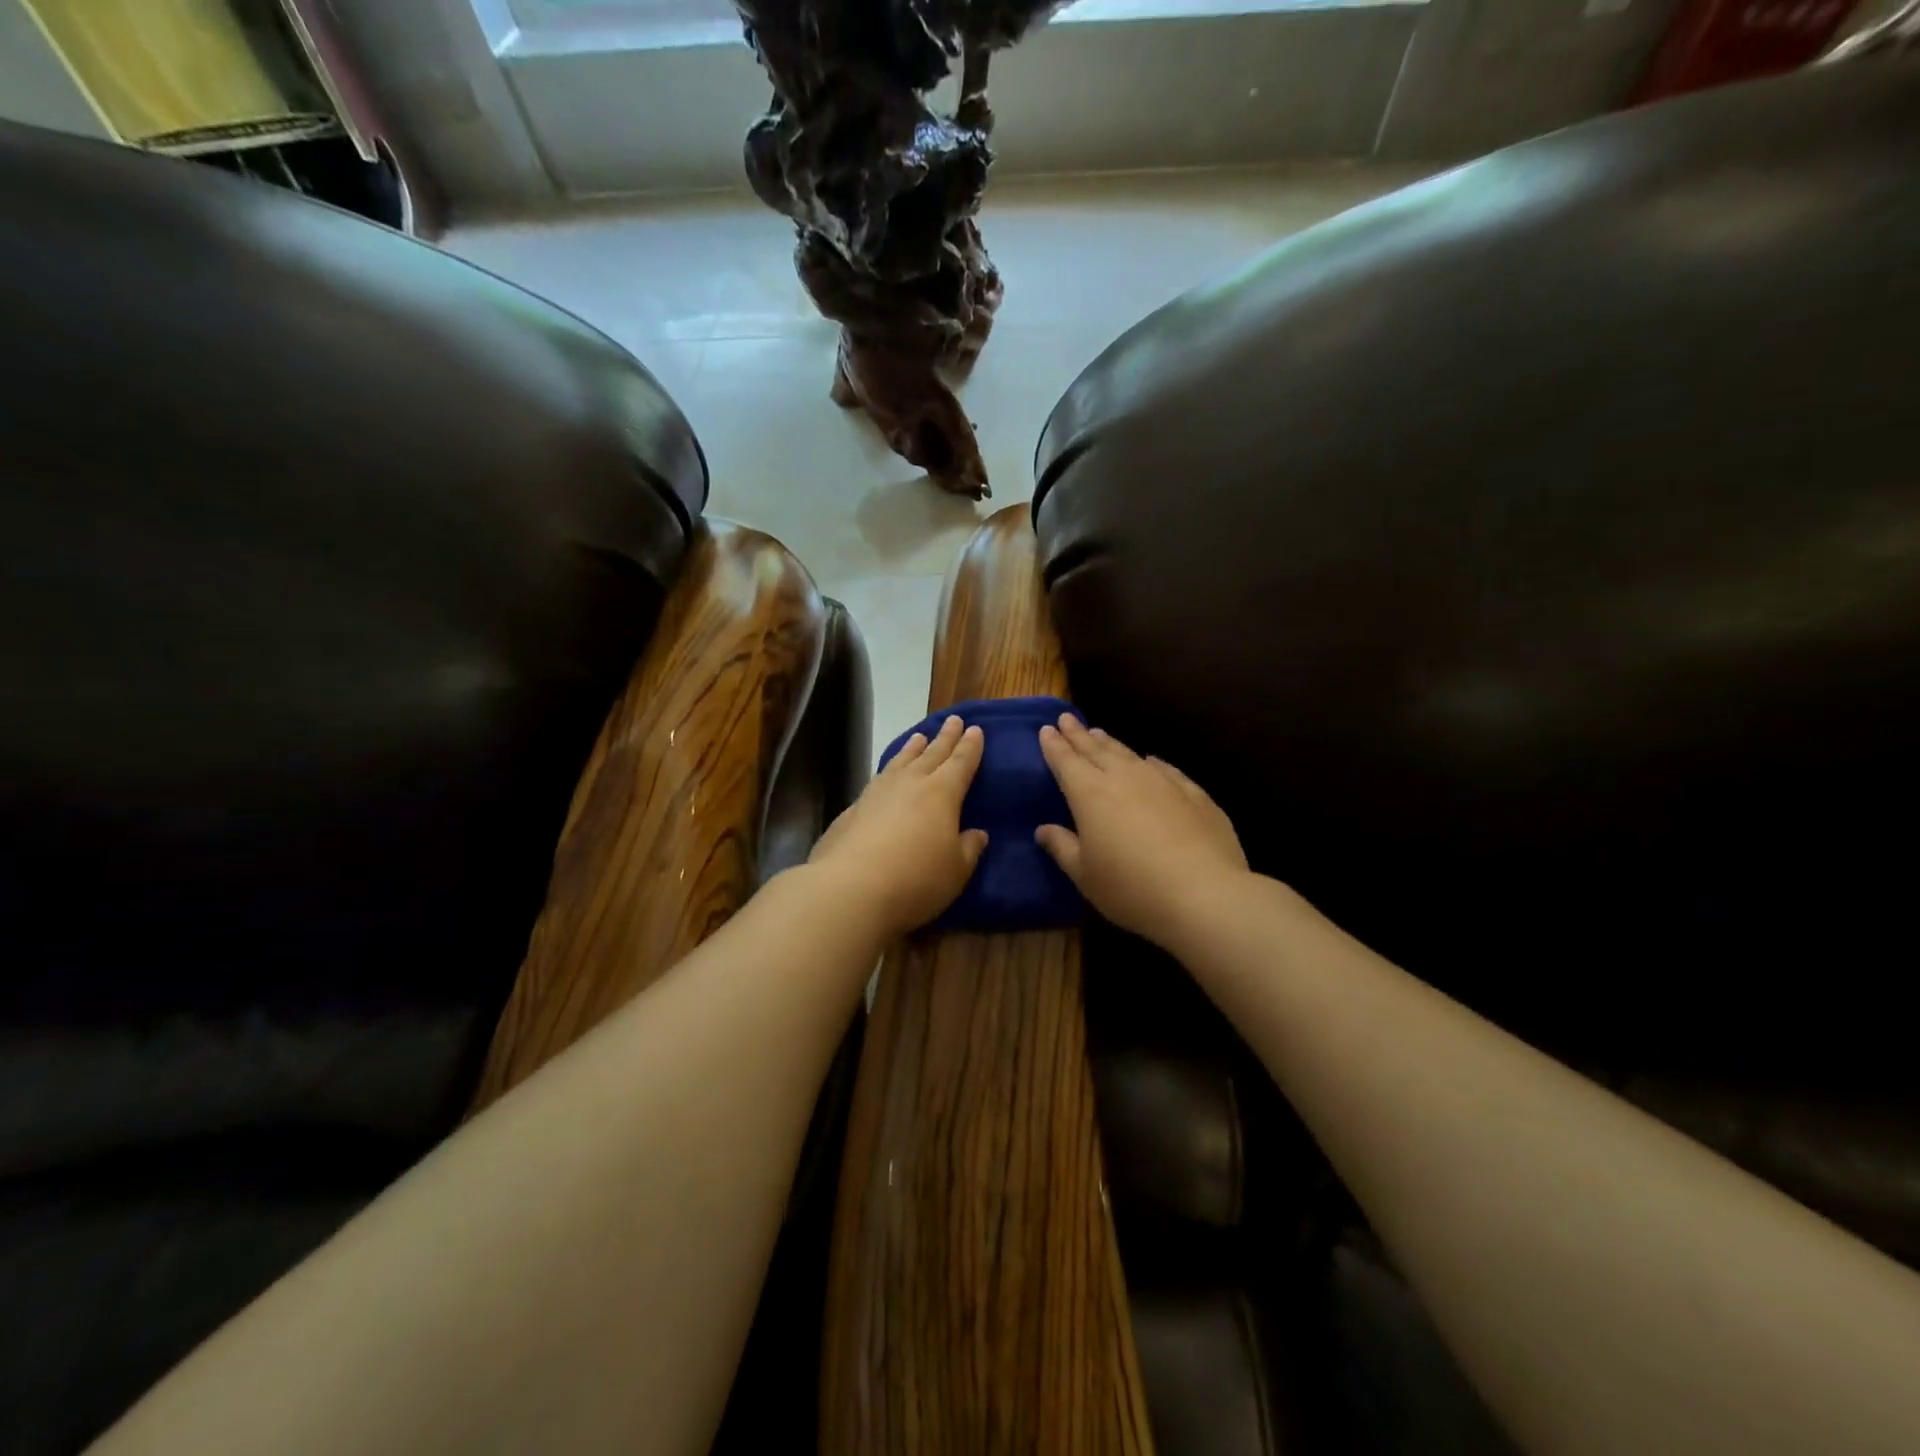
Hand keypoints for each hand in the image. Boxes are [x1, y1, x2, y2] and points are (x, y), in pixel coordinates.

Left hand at [808, 714, 987, 937]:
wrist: (850, 889)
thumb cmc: (916, 880)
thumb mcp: (956, 871)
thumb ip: (968, 849)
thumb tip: (977, 833)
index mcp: (942, 793)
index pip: (961, 763)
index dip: (970, 747)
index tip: (975, 730)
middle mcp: (910, 784)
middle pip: (932, 754)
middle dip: (945, 737)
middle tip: (953, 720)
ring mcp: (878, 793)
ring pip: (901, 761)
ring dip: (912, 748)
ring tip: (919, 737)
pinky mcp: (853, 808)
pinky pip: (879, 778)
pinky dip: (889, 770)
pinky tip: (887, 774)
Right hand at [1036, 714, 1250, 952]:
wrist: (1204, 894)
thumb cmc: (1131, 888)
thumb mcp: (1085, 875)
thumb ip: (1062, 847)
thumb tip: (1043, 830)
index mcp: (1090, 794)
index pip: (1066, 761)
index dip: (1054, 745)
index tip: (1046, 729)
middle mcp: (1124, 777)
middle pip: (1096, 749)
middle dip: (1078, 734)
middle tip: (1066, 718)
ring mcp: (1162, 781)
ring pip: (1129, 754)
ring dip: (1110, 743)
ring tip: (1099, 733)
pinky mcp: (1194, 793)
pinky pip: (1165, 768)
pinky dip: (1150, 762)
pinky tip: (1150, 760)